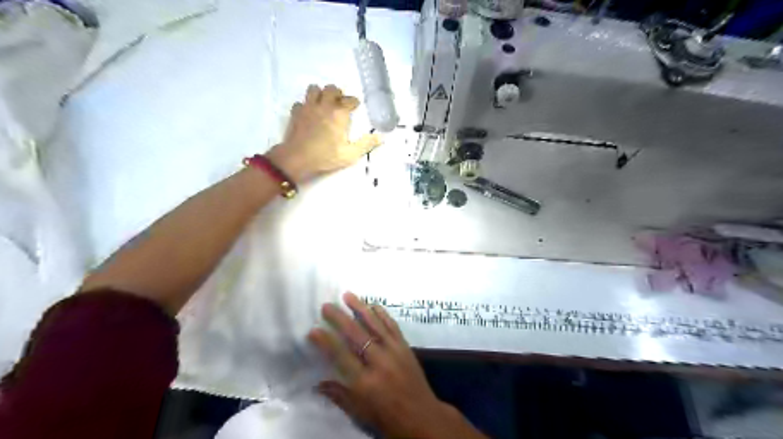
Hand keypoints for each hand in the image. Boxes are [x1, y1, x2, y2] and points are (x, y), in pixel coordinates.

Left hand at [268, 83, 380, 181]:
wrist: (297, 158)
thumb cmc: (326, 156)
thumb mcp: (350, 154)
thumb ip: (366, 144)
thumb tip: (381, 137)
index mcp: (339, 113)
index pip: (349, 100)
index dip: (353, 103)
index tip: (355, 107)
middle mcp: (324, 105)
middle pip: (331, 89)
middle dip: (337, 94)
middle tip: (340, 103)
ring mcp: (308, 107)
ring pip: (314, 89)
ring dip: (320, 94)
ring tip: (324, 104)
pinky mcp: (296, 113)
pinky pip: (301, 102)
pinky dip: (306, 105)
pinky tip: (309, 114)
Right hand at [307, 291, 487, 438]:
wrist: (421, 416)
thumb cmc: (387, 417)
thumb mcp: (359, 412)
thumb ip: (338, 395)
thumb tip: (317, 383)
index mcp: (365, 382)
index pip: (341, 356)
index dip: (326, 341)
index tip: (313, 329)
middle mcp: (379, 362)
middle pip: (357, 335)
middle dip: (339, 318)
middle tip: (327, 306)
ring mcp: (394, 351)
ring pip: (375, 324)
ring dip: (360, 308)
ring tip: (348, 295)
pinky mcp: (405, 347)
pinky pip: (392, 326)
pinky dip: (382, 314)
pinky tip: (373, 306)